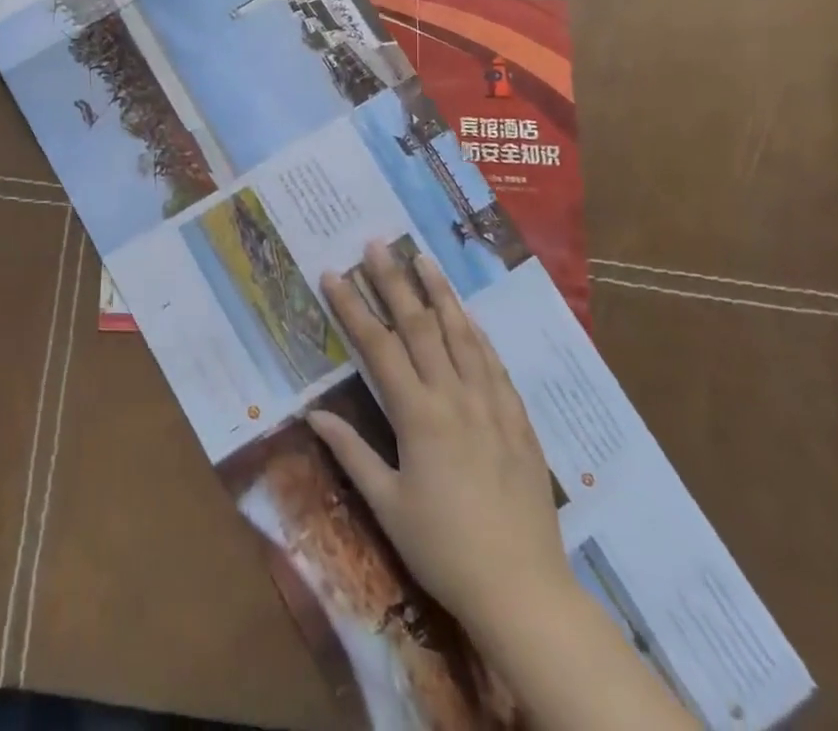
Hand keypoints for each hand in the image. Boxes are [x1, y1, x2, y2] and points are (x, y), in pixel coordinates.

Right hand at [311, 243, 574, 642]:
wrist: (525, 592)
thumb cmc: (444, 549)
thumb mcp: (388, 505)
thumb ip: (351, 453)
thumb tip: (313, 415)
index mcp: (418, 416)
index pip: (378, 347)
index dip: (352, 307)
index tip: (333, 273)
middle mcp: (455, 398)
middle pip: (420, 327)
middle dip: (394, 281)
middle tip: (377, 244)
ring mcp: (491, 406)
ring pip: (462, 335)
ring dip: (440, 293)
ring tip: (425, 258)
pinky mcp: (518, 422)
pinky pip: (495, 364)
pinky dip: (477, 333)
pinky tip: (468, 315)